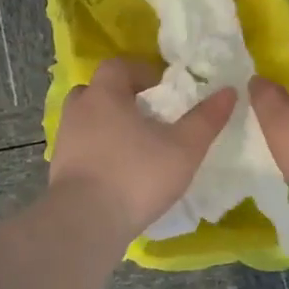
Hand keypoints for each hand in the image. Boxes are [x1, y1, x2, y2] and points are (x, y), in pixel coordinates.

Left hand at [50, 58, 234, 240]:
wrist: (85, 222)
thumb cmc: (136, 175)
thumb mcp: (183, 148)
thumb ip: (206, 119)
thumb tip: (229, 91)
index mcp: (105, 94)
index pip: (118, 66)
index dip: (141, 71)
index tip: (162, 88)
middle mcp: (79, 110)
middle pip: (96, 90)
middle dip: (120, 97)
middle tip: (146, 115)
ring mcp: (65, 140)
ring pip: (86, 120)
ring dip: (106, 125)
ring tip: (133, 145)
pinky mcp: (59, 169)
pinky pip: (80, 148)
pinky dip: (97, 152)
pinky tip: (116, 171)